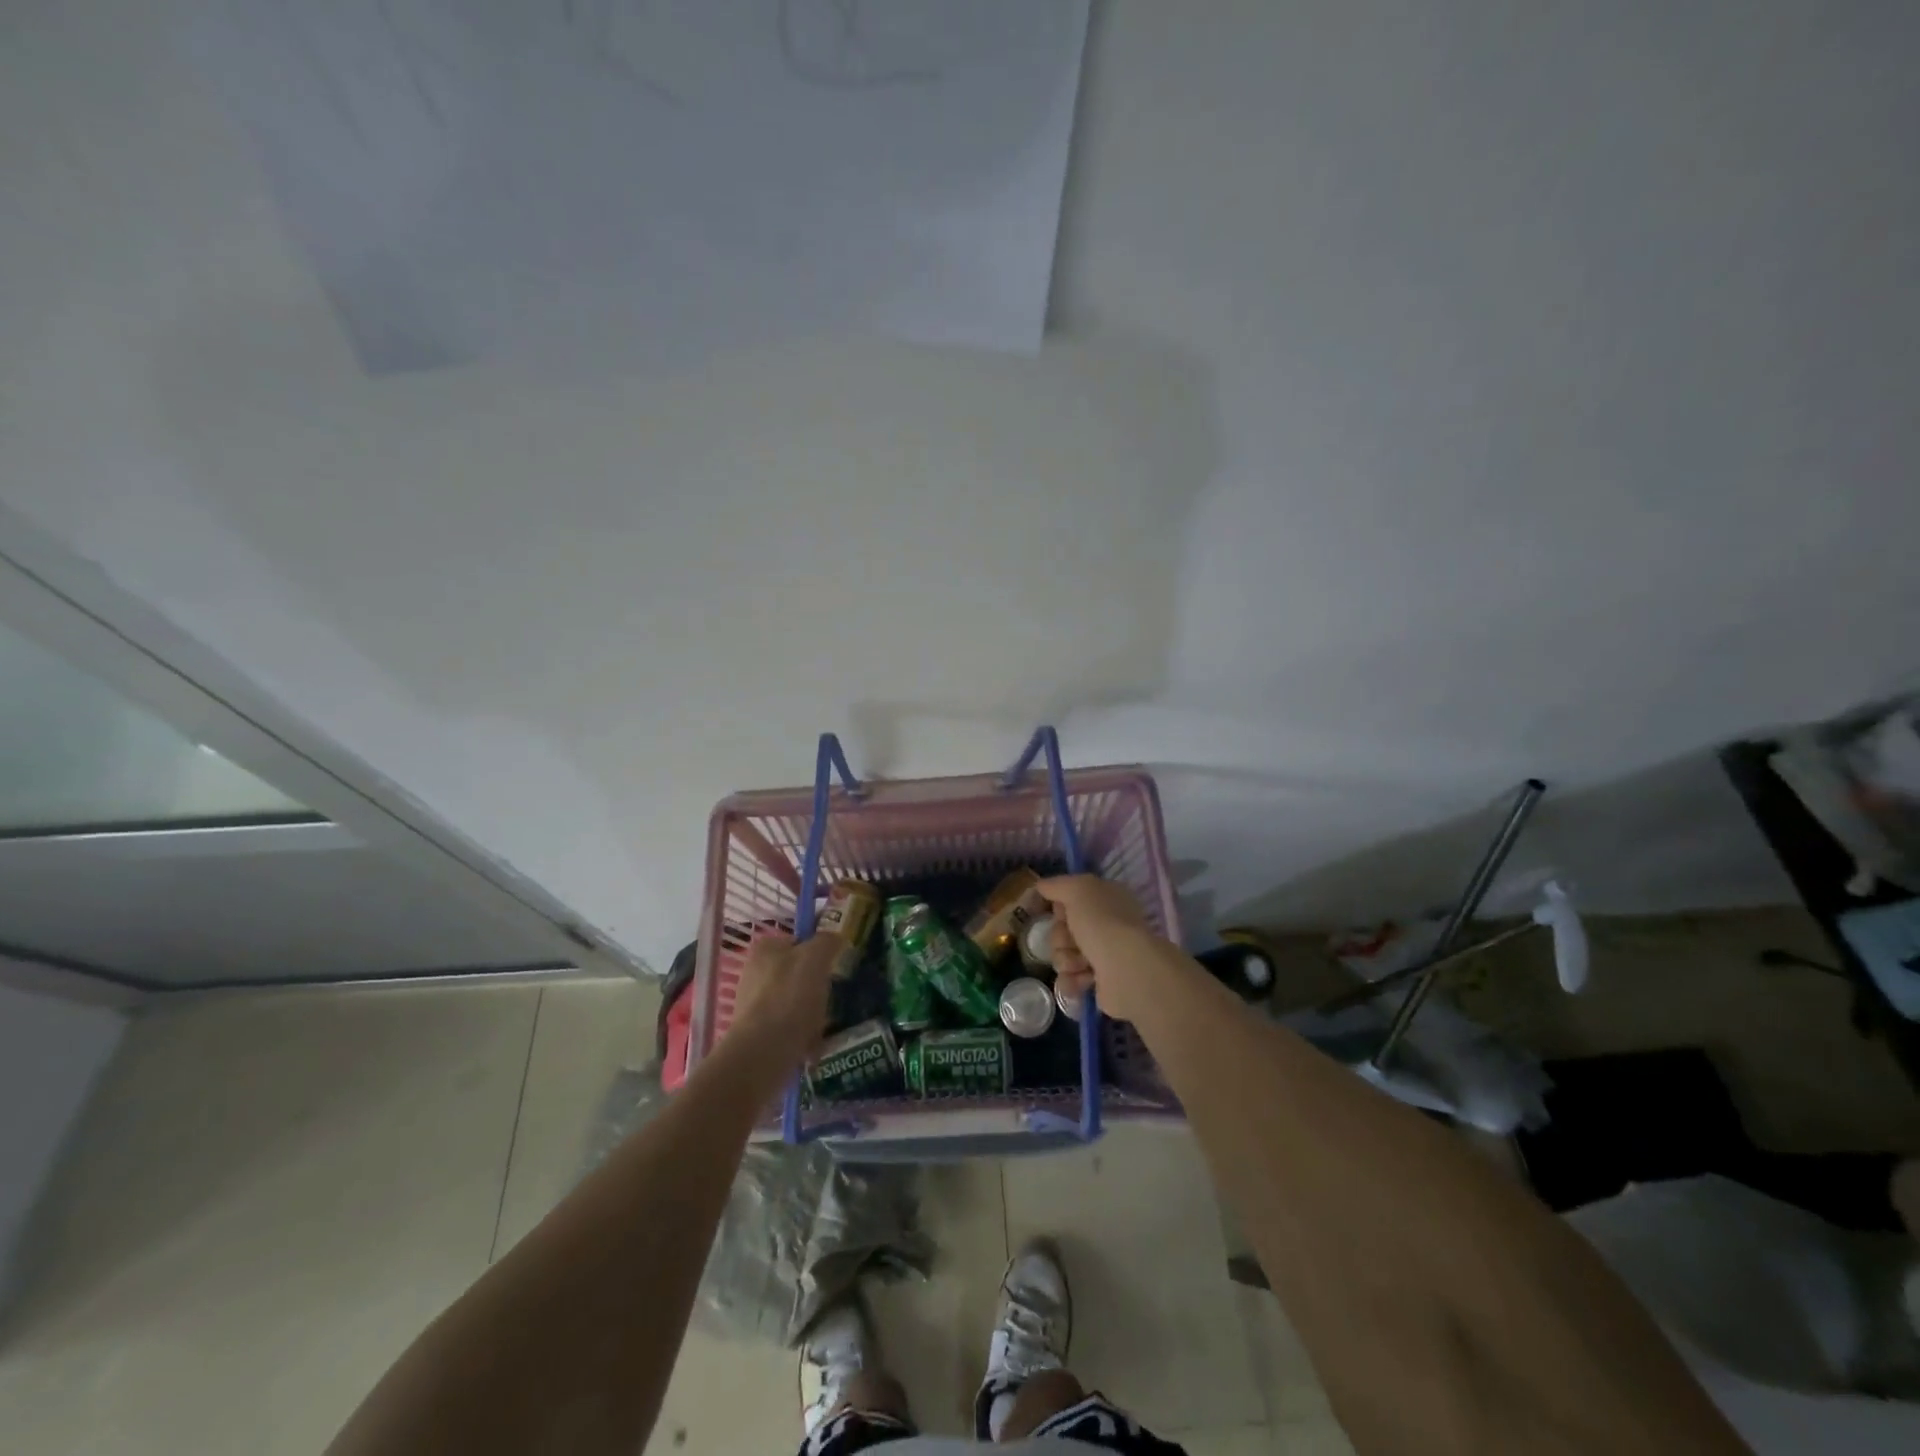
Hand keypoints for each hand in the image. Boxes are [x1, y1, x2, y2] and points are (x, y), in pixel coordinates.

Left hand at [727, 931, 838, 1065]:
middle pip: (798, 975)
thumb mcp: (816, 957)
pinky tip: (813, 1047)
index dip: (819, 952)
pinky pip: (789, 1030)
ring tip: (823, 1027)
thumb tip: (835, 939)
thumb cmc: (790, 996)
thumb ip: (827, 941)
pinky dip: (803, 1037)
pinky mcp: (756, 1034)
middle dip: (817, 989)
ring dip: (813, 1015)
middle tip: (831, 999)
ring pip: (795, 1004)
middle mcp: (753, 973)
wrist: (763, 1052)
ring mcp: (753, 1005)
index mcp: (764, 949)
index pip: (798, 942)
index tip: (833, 968)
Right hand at [1035, 875, 1168, 1023]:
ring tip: (1080, 964)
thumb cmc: (1102, 923)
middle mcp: (1108, 925)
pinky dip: (1072, 981)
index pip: (1071, 899)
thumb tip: (1041, 886)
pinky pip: (1070, 979)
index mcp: (1107, 899)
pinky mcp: (1100, 983)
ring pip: (1063, 955)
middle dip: (1060, 937)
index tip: (1054, 912)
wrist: (1126, 971)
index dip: (1059, 906)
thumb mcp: (1077, 890)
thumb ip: (1056, 885)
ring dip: (1065, 959)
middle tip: (1070, 941)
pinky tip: (1082, 980)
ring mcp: (1105, 955)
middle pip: (1063, 929)